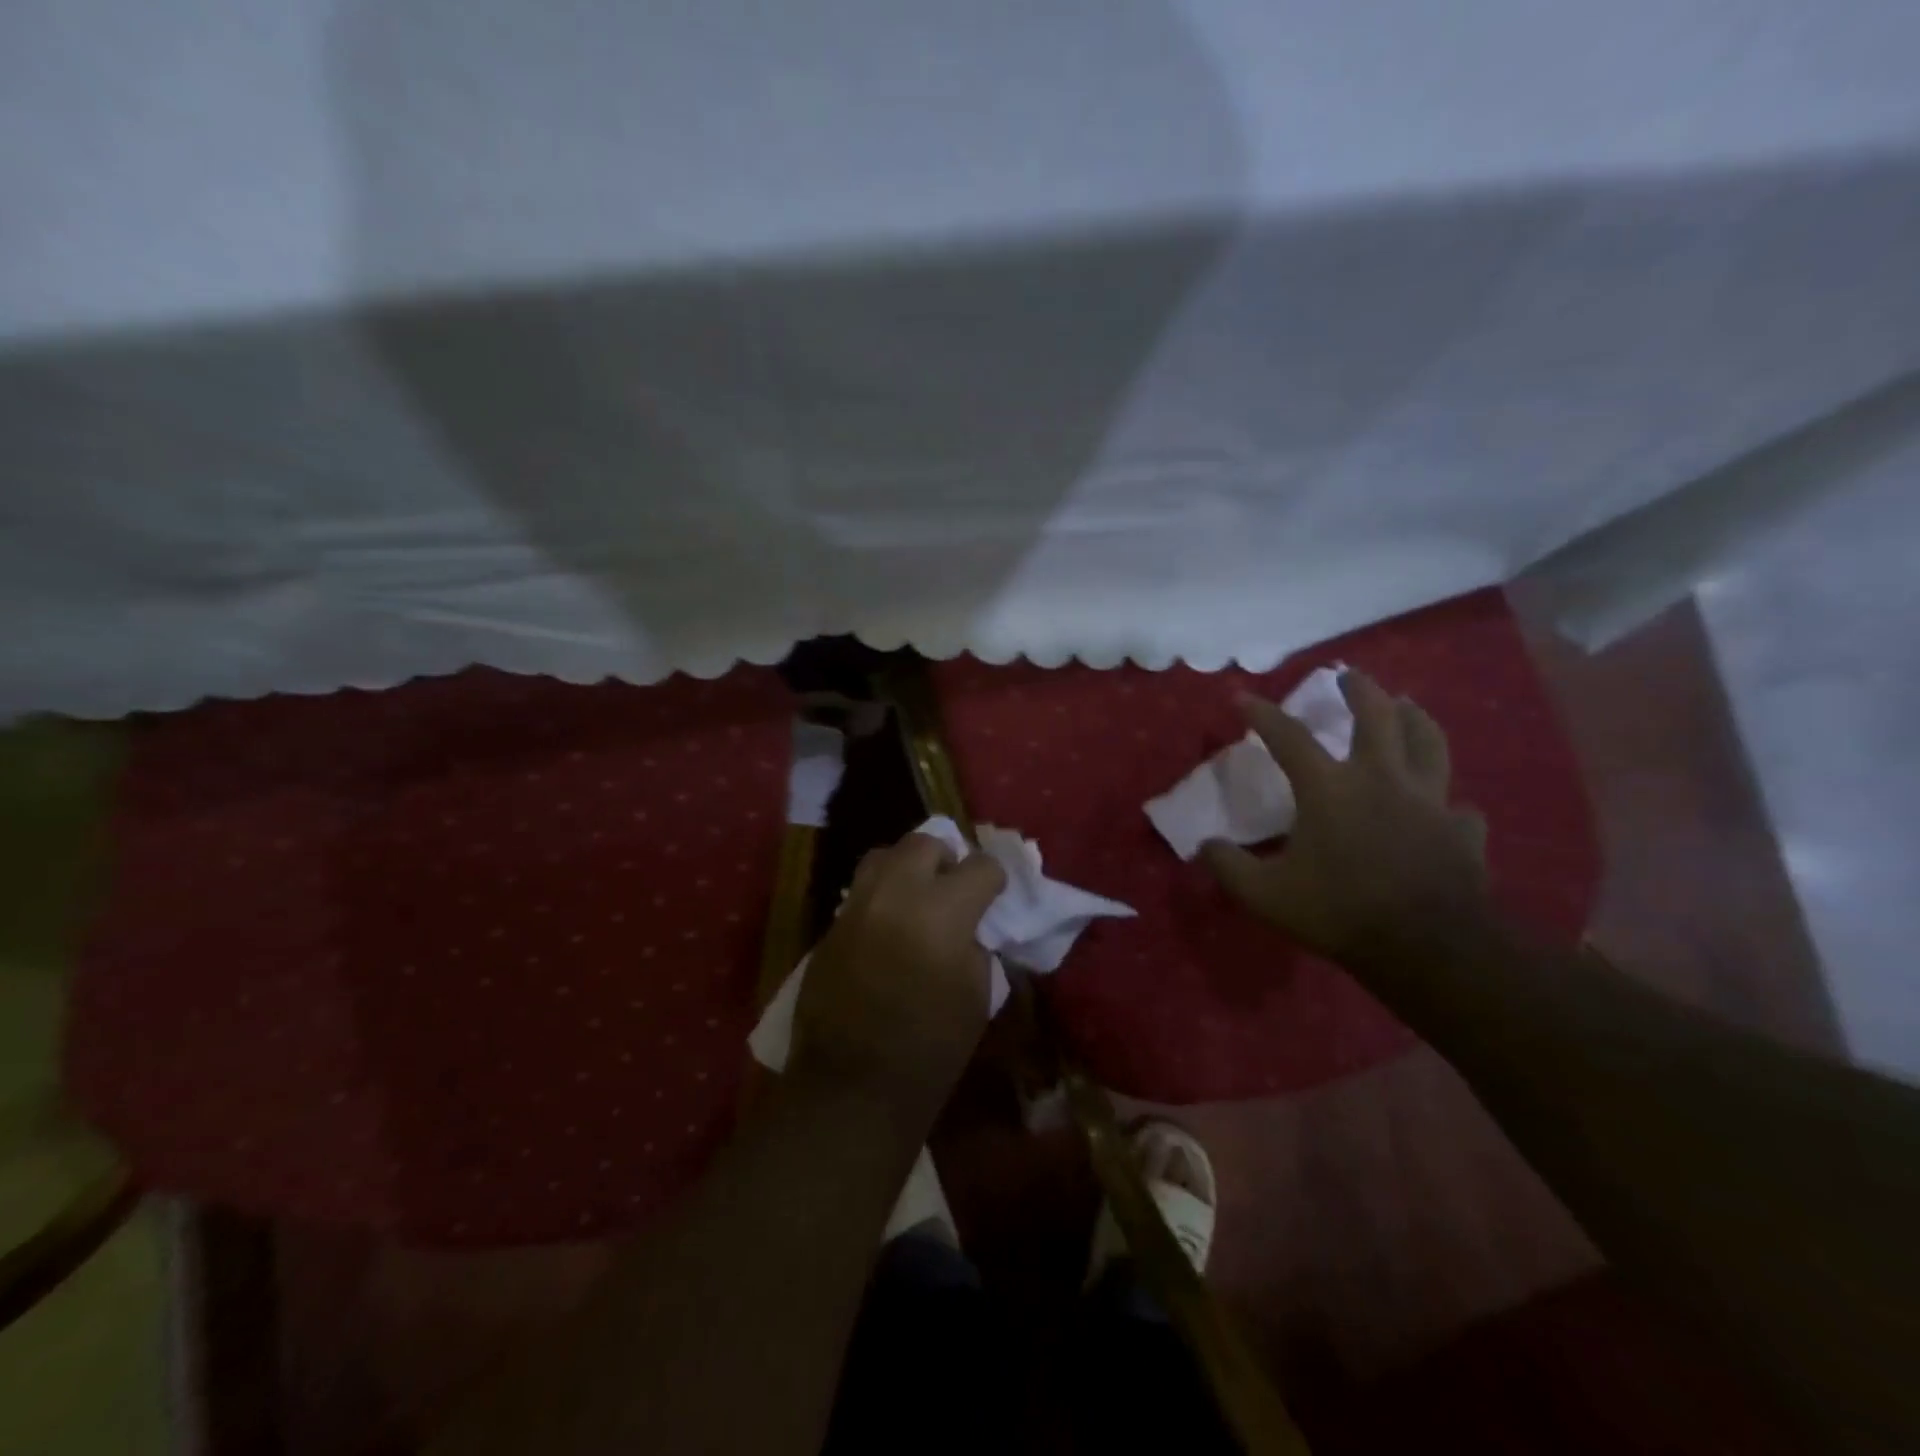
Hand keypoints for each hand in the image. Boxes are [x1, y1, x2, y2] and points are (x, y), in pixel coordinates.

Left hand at [789, 830, 1005, 1116]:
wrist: (852, 1086)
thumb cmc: (930, 1048)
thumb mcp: (976, 994)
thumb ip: (975, 944)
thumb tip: (968, 925)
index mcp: (943, 910)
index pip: (980, 866)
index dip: (994, 879)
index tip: (994, 895)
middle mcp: (896, 893)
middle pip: (924, 843)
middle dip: (946, 860)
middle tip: (952, 889)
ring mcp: (857, 906)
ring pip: (883, 856)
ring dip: (907, 869)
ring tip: (916, 899)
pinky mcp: (830, 926)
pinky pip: (860, 892)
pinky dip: (880, 897)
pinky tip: (887, 929)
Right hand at [1202, 671, 1489, 966]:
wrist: (1428, 948)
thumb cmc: (1340, 911)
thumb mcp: (1265, 895)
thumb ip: (1229, 866)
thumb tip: (1205, 845)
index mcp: (1330, 788)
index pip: (1288, 737)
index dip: (1261, 714)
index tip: (1242, 698)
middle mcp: (1381, 779)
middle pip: (1377, 717)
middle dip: (1360, 691)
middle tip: (1350, 676)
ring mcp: (1429, 801)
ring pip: (1430, 743)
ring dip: (1416, 719)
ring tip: (1409, 706)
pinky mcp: (1461, 831)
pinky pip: (1458, 807)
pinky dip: (1448, 803)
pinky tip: (1447, 808)